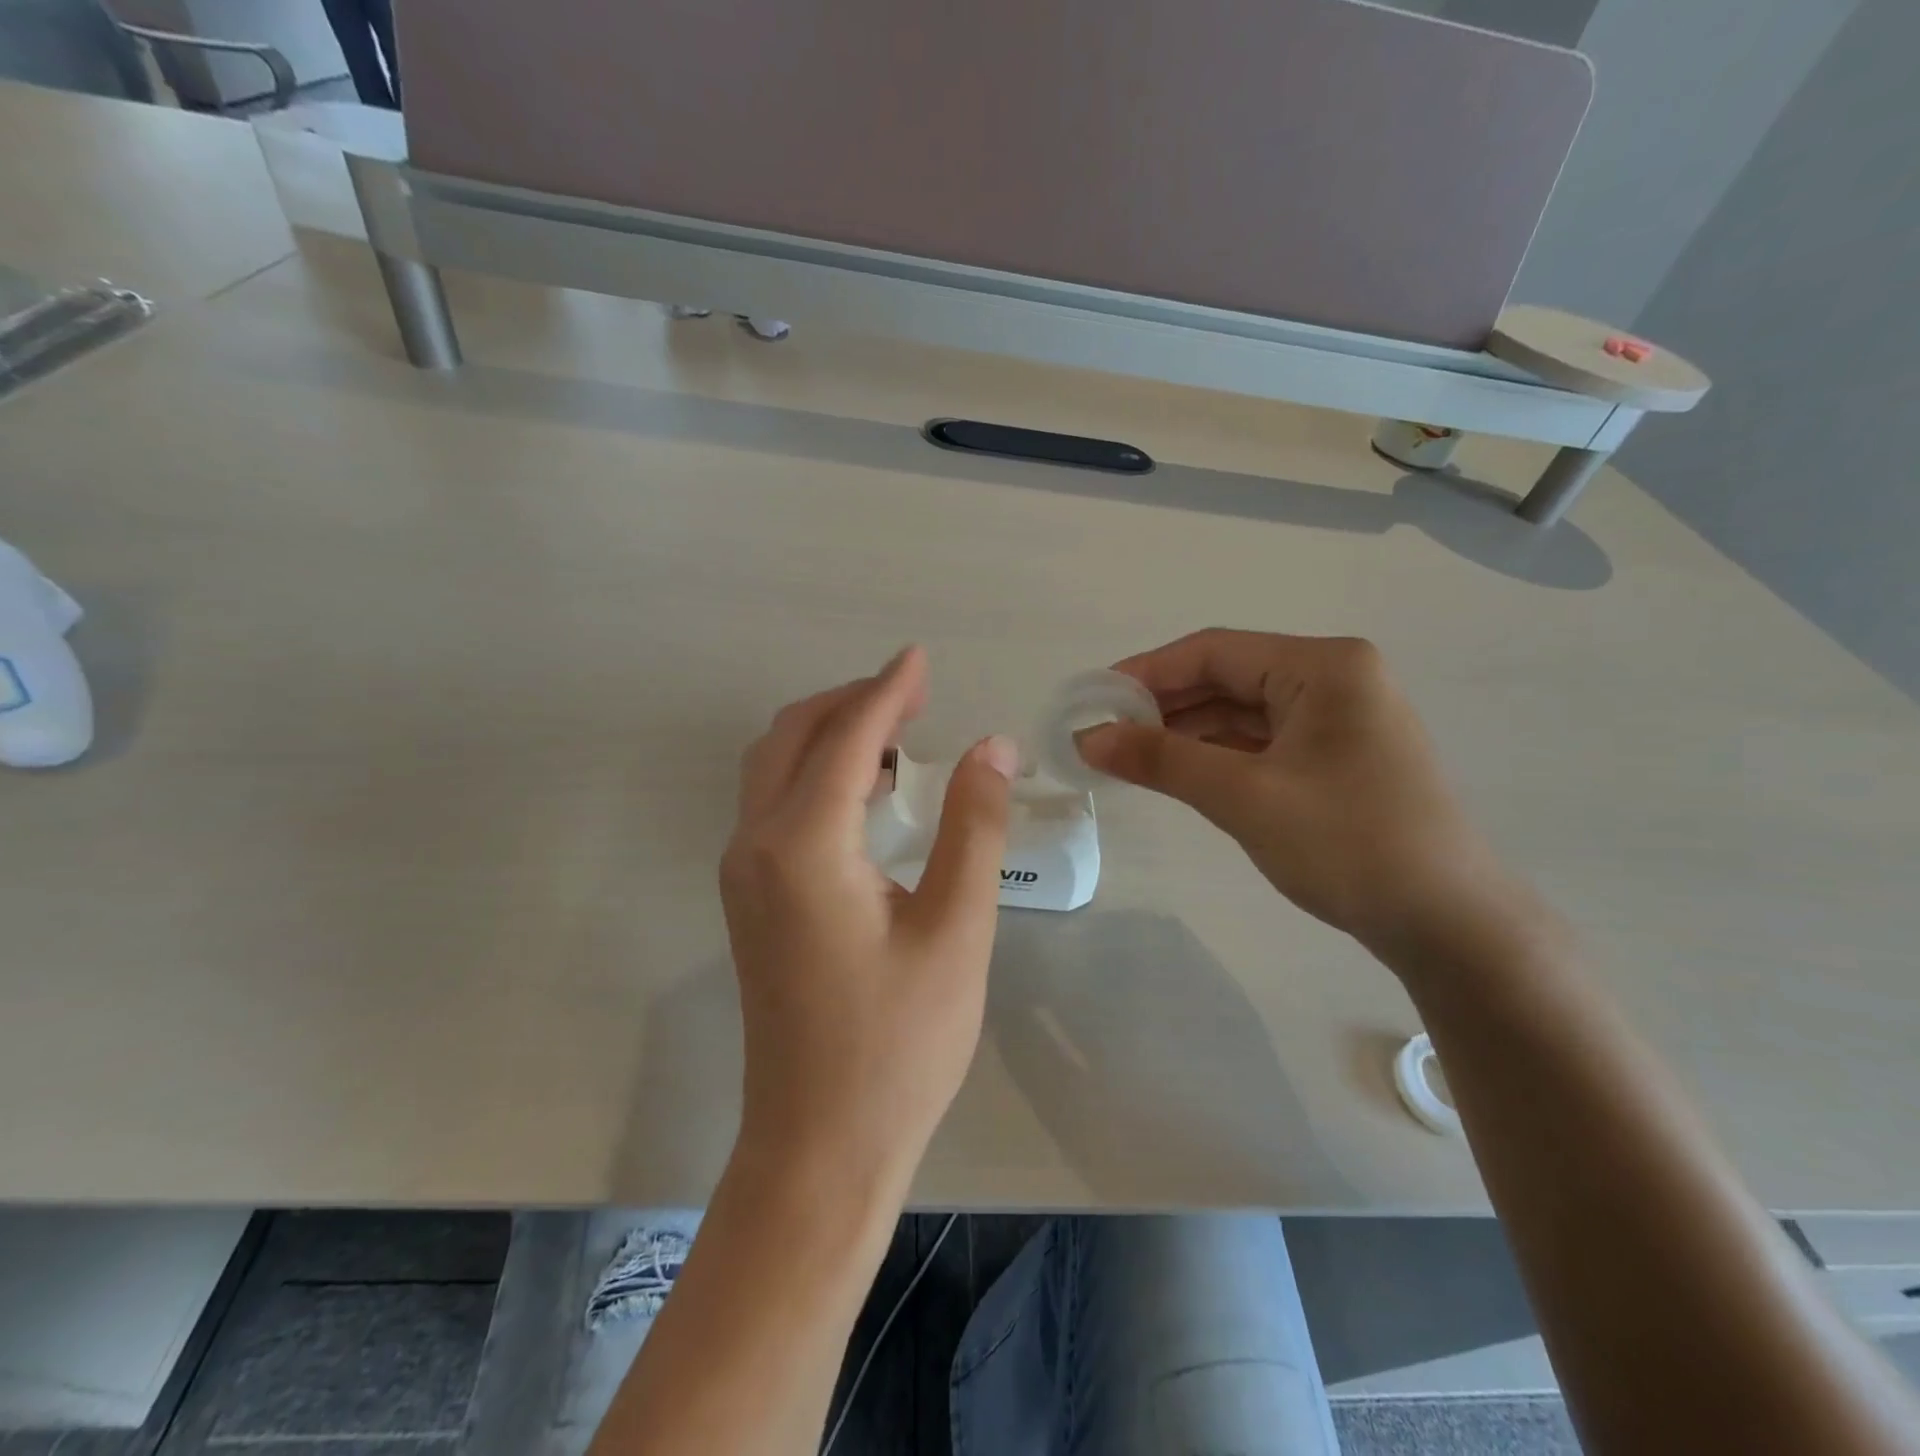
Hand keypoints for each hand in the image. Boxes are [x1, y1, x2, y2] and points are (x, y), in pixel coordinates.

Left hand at [720, 646, 1019, 1186]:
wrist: (819, 1146)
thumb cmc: (899, 1045)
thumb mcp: (956, 930)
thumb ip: (972, 827)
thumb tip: (991, 748)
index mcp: (804, 845)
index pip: (848, 738)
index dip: (888, 690)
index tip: (922, 657)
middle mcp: (756, 845)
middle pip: (792, 737)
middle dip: (853, 702)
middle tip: (917, 695)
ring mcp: (743, 874)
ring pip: (774, 767)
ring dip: (831, 735)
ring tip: (899, 734)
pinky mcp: (750, 900)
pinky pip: (774, 804)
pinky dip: (817, 774)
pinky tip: (868, 794)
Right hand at [1077, 629, 1509, 948]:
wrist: (1447, 924)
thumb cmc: (1348, 844)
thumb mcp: (1244, 796)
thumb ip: (1161, 759)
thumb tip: (1086, 737)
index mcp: (1324, 666)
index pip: (1214, 651)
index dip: (1146, 672)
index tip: (1092, 699)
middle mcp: (1334, 679)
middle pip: (1227, 677)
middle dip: (1163, 705)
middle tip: (1103, 733)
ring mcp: (1338, 719)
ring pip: (1241, 711)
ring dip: (1186, 731)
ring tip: (1128, 755)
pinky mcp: (1334, 757)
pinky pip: (1260, 741)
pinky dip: (1216, 754)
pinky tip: (1177, 771)